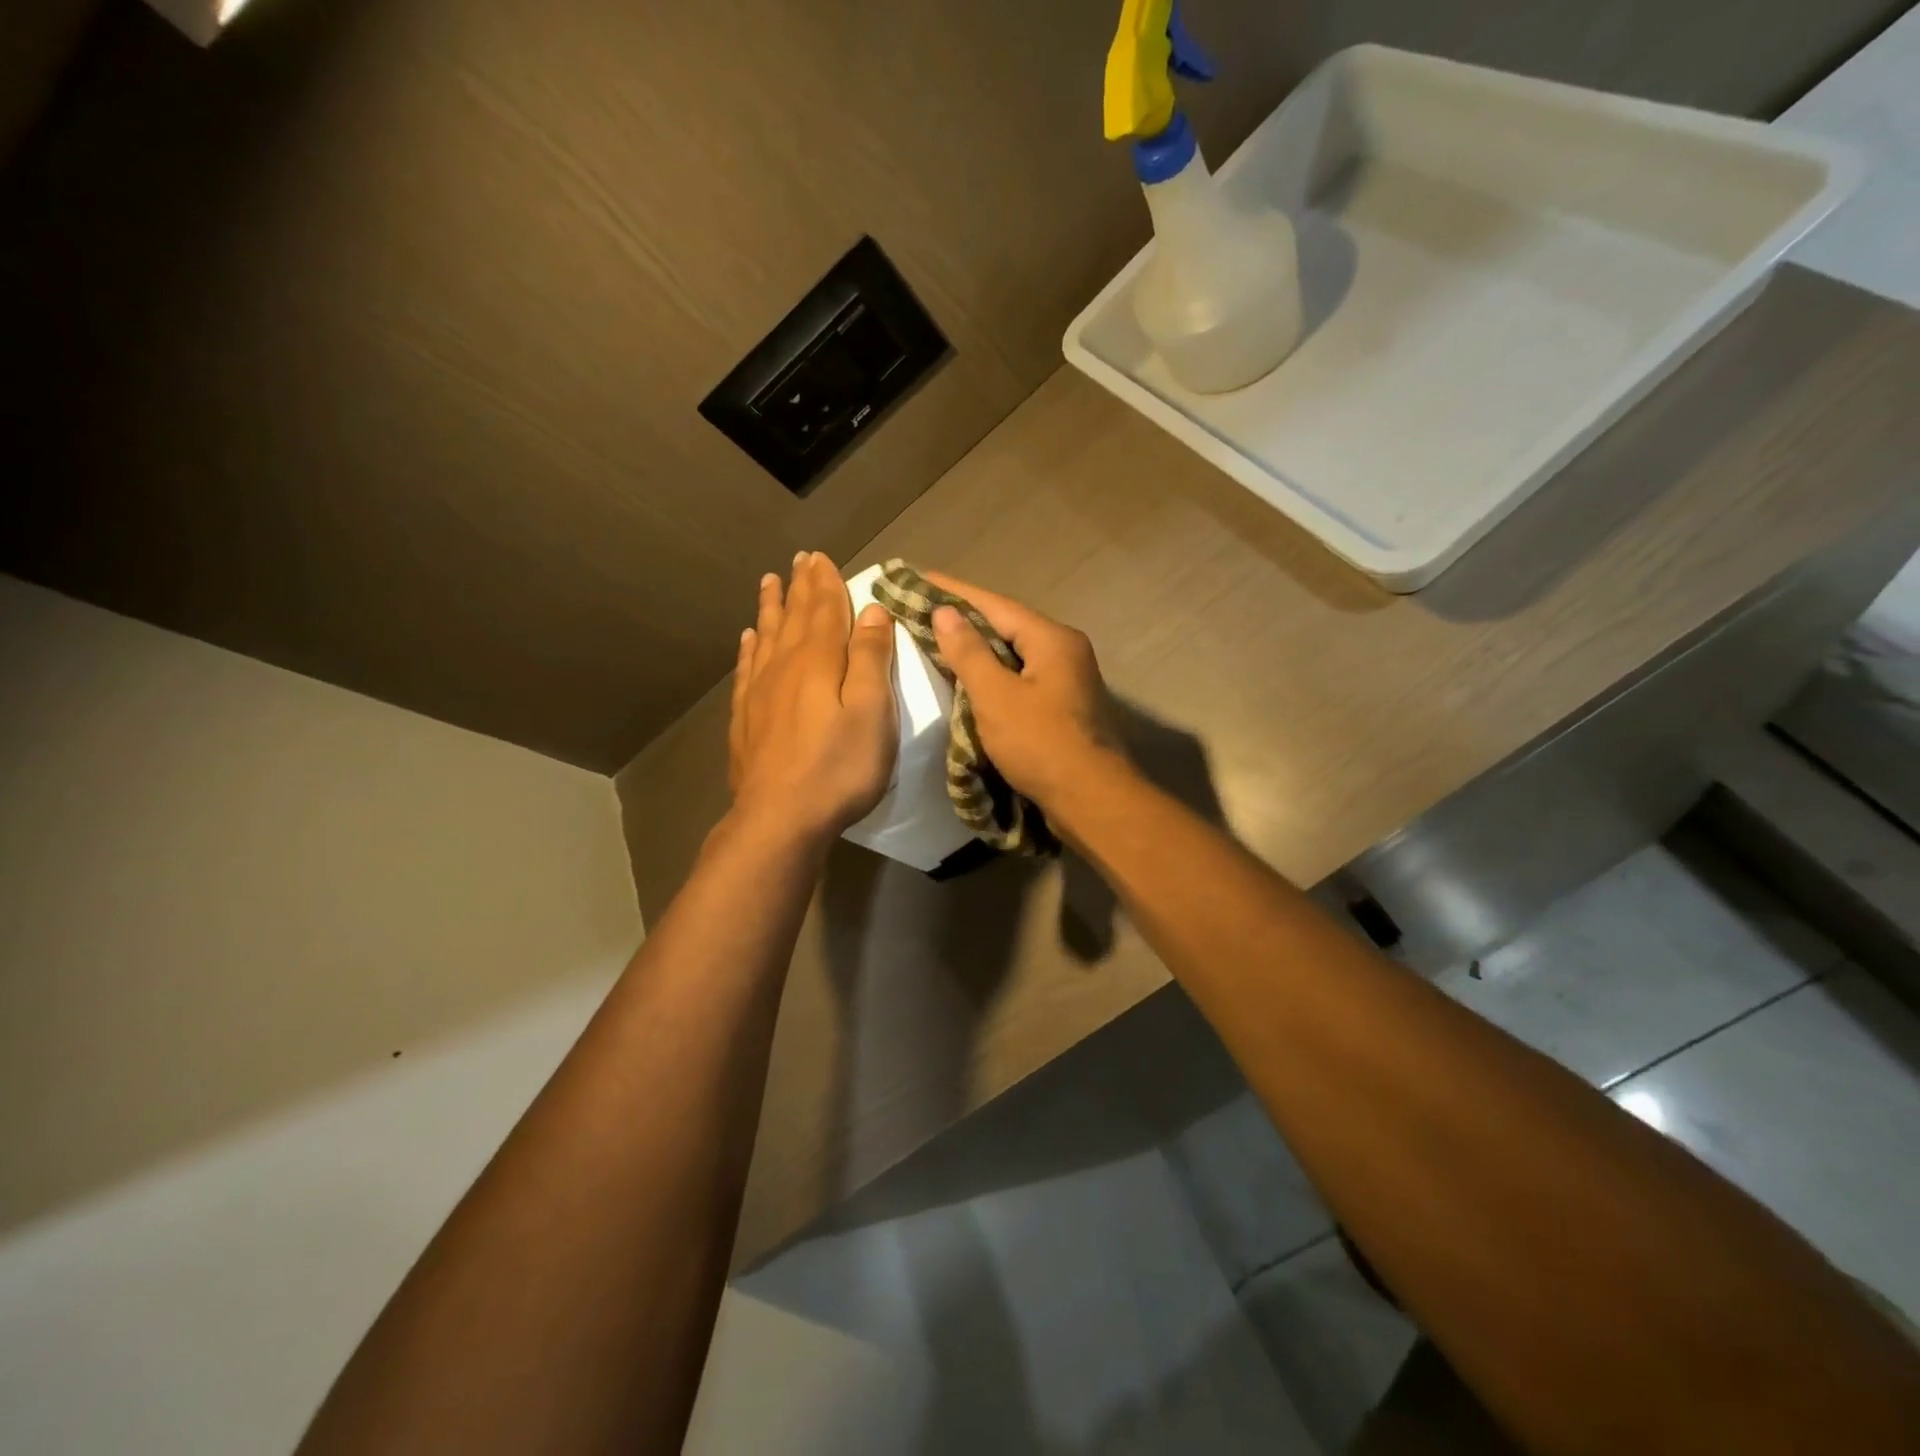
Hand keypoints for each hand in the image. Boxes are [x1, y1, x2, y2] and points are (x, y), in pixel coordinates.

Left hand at [728, 552, 897, 844]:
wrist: (780, 817)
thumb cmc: (838, 767)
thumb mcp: (873, 712)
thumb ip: (871, 659)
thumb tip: (871, 610)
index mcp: (820, 661)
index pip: (825, 609)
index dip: (826, 582)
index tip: (821, 556)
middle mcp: (785, 666)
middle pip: (794, 617)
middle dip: (800, 586)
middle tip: (799, 560)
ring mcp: (759, 692)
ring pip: (767, 636)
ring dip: (771, 607)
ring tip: (769, 582)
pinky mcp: (746, 718)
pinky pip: (747, 669)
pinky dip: (749, 647)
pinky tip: (749, 638)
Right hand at [923, 570, 1121, 811]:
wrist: (1092, 800)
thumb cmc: (1041, 744)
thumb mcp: (996, 696)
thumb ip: (969, 653)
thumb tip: (945, 613)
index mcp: (1052, 640)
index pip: (995, 605)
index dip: (954, 592)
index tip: (919, 577)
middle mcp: (1065, 652)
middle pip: (1007, 627)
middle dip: (965, 619)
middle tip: (923, 609)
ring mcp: (1068, 681)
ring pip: (1014, 655)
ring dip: (978, 649)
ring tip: (938, 641)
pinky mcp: (1064, 709)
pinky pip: (1021, 680)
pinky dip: (993, 676)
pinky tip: (969, 682)